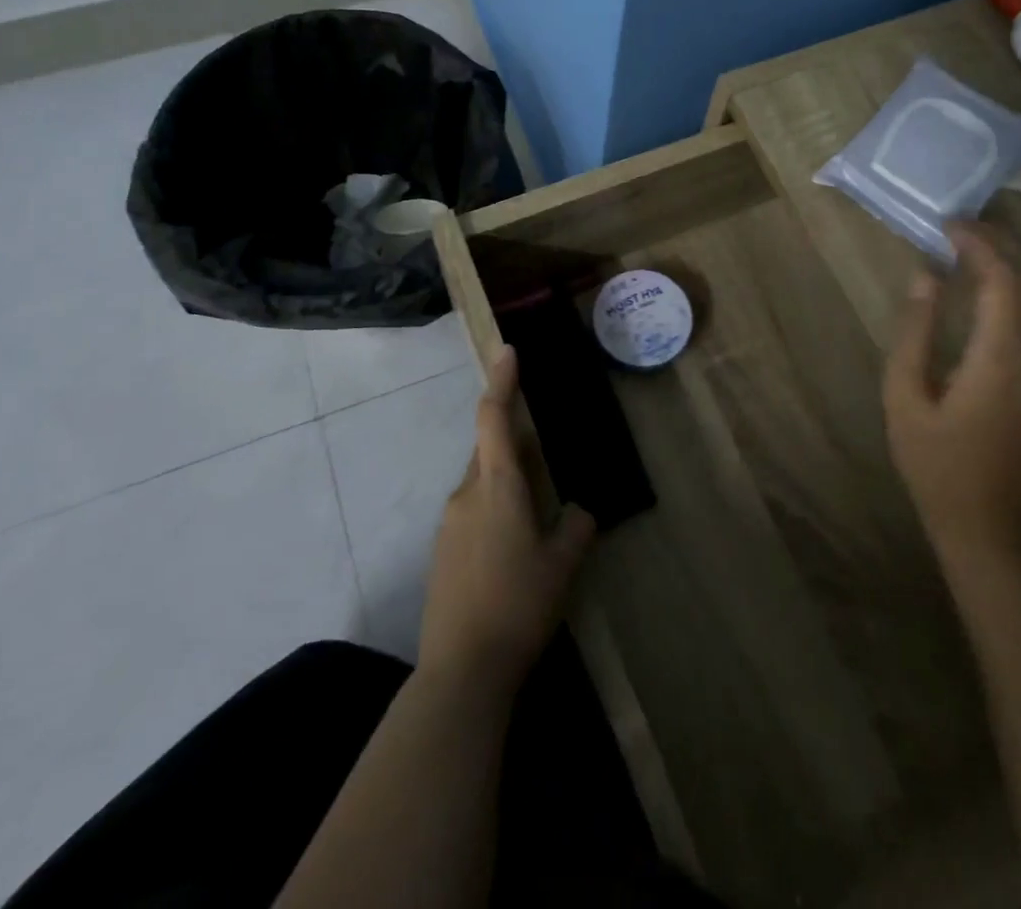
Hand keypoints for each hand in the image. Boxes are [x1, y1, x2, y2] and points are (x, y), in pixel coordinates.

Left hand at [418, 347, 596, 693]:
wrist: (462, 670)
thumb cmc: (519, 605)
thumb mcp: (563, 565)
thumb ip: (576, 527)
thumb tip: (579, 511)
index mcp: (497, 486)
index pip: (495, 418)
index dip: (502, 381)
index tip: (507, 351)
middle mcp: (466, 494)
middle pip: (489, 451)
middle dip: (514, 446)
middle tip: (545, 462)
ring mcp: (448, 523)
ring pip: (480, 484)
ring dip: (506, 485)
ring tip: (535, 520)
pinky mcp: (441, 551)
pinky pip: (471, 512)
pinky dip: (493, 513)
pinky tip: (511, 553)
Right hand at [883, 221, 1020, 572]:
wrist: (987, 524)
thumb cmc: (935, 463)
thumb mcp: (904, 397)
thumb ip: (914, 333)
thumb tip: (924, 277)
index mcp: (1000, 359)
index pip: (1003, 280)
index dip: (979, 244)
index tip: (947, 225)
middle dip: (1005, 245)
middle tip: (963, 228)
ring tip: (983, 248)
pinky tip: (1002, 290)